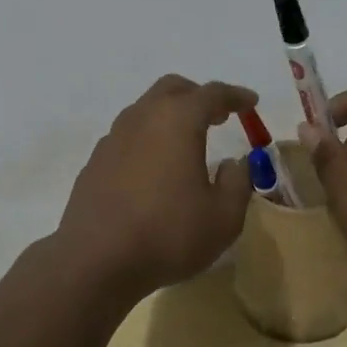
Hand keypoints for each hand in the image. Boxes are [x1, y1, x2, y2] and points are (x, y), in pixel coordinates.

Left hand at [51, 75, 256, 302]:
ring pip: (146, 109)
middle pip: (172, 89)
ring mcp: (114, 137)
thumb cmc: (168, 233)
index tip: (250, 102)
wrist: (96, 258)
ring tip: (186, 141)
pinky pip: (128, 135)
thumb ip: (237, 183)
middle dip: (198, 96)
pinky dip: (147, 138)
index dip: (235, 96)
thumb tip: (234, 164)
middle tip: (218, 115)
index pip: (212, 94)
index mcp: (178, 120)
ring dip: (169, 115)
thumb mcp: (223, 217)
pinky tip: (154, 167)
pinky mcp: (96, 160)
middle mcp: (143, 117)